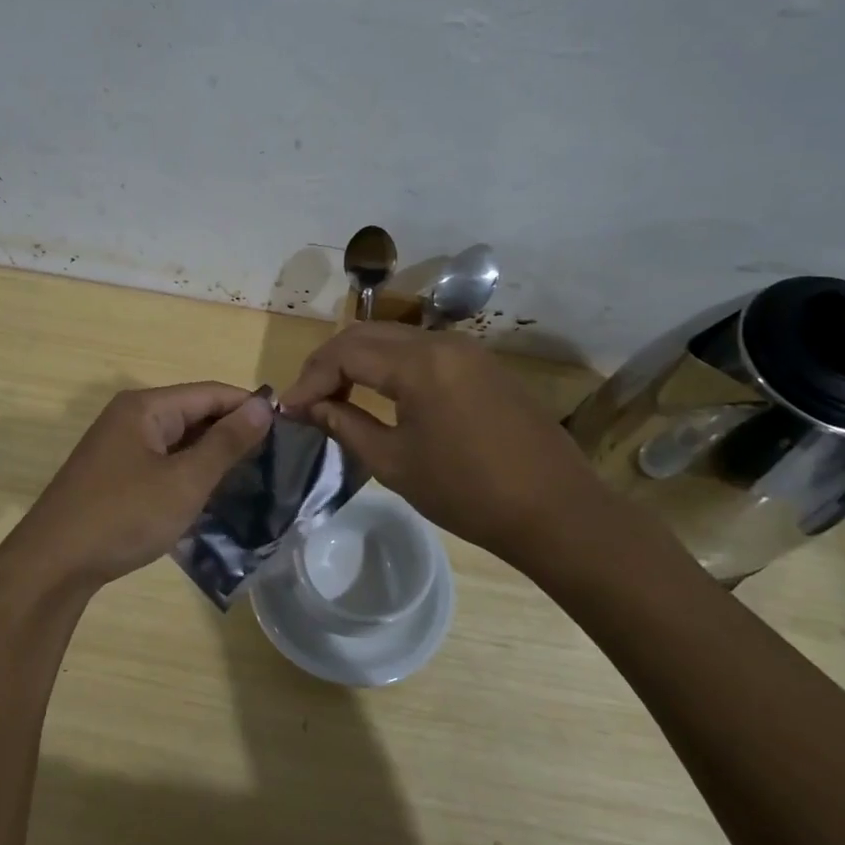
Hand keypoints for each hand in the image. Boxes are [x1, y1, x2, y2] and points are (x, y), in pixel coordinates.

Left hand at [0, 383, 271, 595]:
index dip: (249, 406)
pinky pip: (162, 460)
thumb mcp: (184, 481)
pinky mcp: (114, 473)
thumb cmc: (123, 516)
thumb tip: (263, 405)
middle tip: (275, 458)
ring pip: (178, 440)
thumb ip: (226, 442)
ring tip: (252, 476)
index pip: (210, 393)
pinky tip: (210, 492)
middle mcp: (130, 417)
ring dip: (211, 454)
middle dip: (231, 431)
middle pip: (193, 413)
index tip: (288, 428)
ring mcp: (118, 446)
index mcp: (145, 407)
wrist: (52, 564)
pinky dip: (188, 471)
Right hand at [279, 322, 604, 557]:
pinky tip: (380, 394)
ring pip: (396, 339)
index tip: (289, 409)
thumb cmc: (467, 492)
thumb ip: (346, 424)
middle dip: (330, 362)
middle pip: (368, 334)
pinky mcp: (483, 365)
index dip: (310, 378)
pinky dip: (391, 366)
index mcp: (419, 363)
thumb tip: (309, 407)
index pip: (346, 353)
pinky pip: (423, 351)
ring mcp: (468, 350)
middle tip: (307, 398)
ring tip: (336, 396)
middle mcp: (443, 341)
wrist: (555, 510)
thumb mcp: (395, 462)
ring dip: (360, 361)